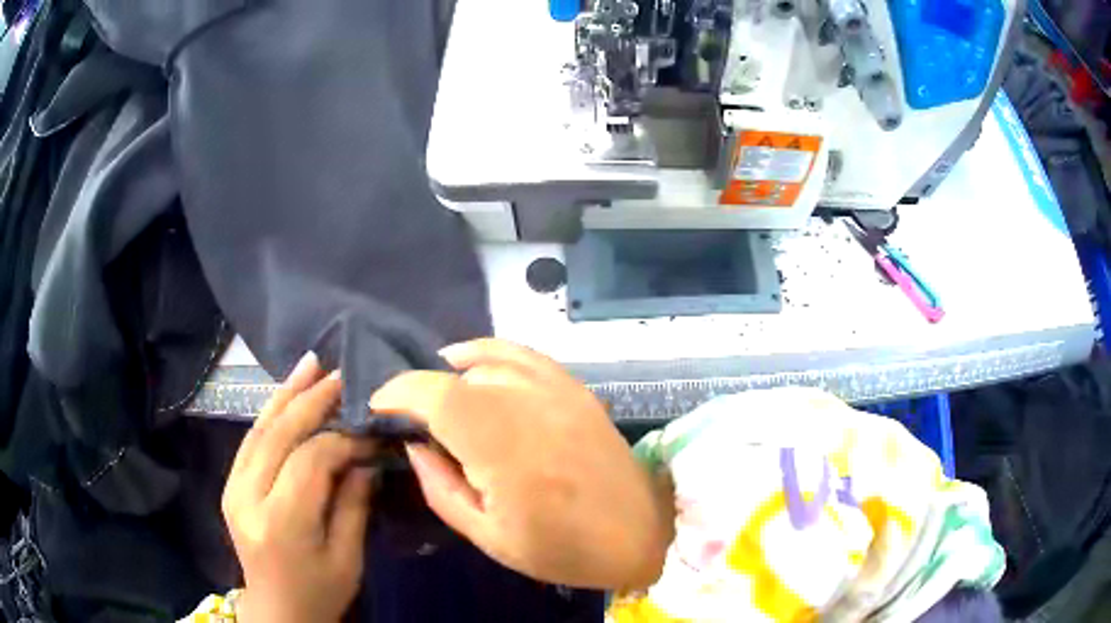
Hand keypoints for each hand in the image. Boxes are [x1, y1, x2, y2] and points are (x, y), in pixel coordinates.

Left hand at [222, 353, 377, 622]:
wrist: (277, 609)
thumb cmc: (320, 591)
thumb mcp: (347, 557)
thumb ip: (353, 503)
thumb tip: (365, 455)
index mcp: (282, 522)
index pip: (311, 461)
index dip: (343, 440)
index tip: (371, 433)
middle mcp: (248, 497)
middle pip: (280, 435)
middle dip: (312, 400)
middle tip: (342, 374)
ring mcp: (233, 487)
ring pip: (259, 430)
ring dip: (286, 394)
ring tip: (311, 364)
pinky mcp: (230, 484)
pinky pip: (250, 440)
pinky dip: (270, 412)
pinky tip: (286, 393)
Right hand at [371, 339, 672, 590]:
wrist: (640, 532)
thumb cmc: (563, 547)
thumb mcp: (487, 536)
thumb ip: (439, 486)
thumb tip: (413, 443)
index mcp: (504, 448)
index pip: (435, 394)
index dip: (397, 392)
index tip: (378, 408)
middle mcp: (529, 404)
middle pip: (457, 376)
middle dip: (421, 391)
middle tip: (410, 419)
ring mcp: (557, 389)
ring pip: (486, 359)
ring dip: (452, 374)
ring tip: (438, 398)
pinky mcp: (574, 387)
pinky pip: (522, 354)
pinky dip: (489, 355)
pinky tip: (475, 370)